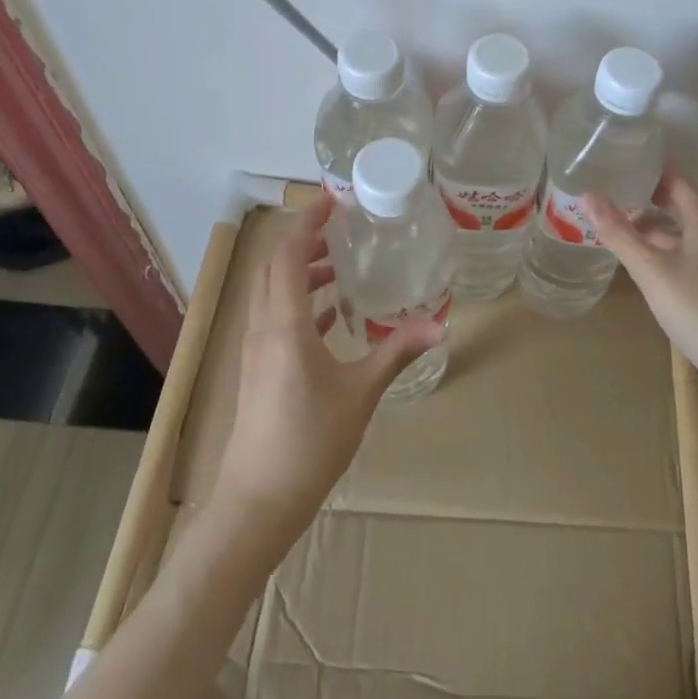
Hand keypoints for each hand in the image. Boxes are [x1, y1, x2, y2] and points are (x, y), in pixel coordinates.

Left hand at [212, 194, 444, 544]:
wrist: (259, 499)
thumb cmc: (310, 441)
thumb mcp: (361, 392)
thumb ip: (397, 351)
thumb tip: (441, 324)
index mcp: (284, 323)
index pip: (289, 255)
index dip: (307, 222)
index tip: (332, 199)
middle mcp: (263, 326)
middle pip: (276, 267)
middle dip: (305, 241)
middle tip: (343, 227)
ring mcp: (256, 347)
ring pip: (274, 292)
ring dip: (303, 272)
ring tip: (344, 266)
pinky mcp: (258, 367)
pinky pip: (277, 317)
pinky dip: (302, 302)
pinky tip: (333, 313)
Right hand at [584, 169, 697, 413]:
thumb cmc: (697, 309)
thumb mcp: (651, 270)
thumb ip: (619, 234)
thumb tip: (588, 196)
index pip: (680, 183)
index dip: (656, 169)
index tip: (628, 157)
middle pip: (681, 208)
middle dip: (649, 199)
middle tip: (614, 191)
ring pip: (682, 235)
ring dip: (654, 229)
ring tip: (619, 228)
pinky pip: (687, 256)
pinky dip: (663, 251)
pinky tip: (644, 265)